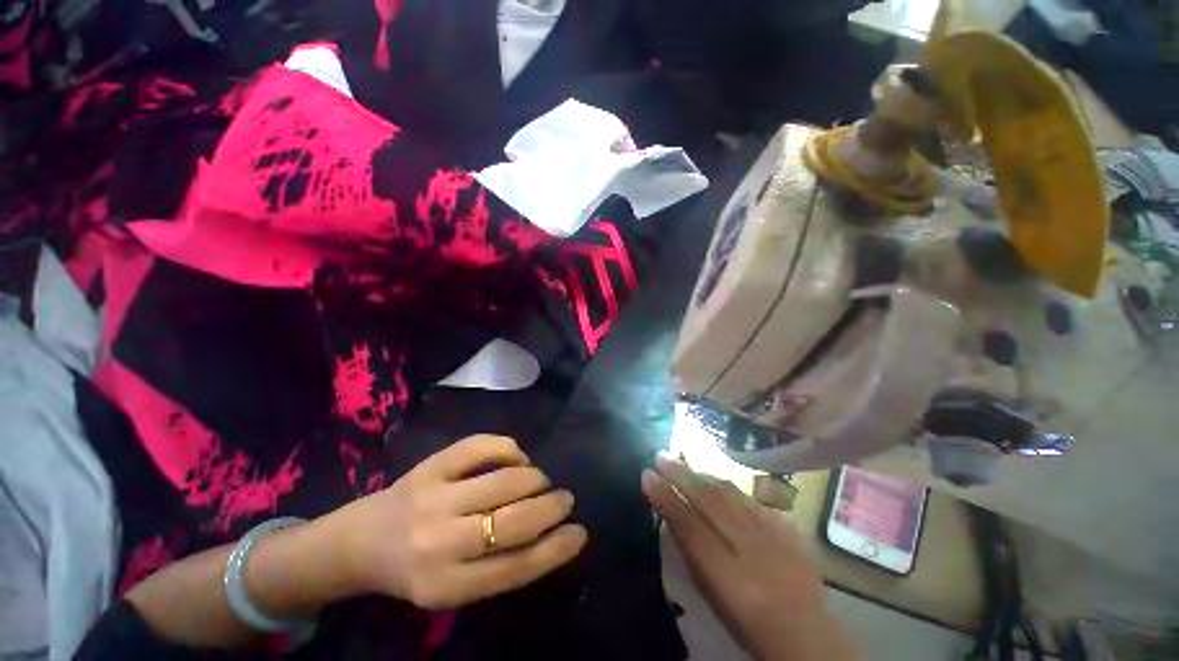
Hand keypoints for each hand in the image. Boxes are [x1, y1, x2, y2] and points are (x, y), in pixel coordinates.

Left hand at [323, 434, 586, 608]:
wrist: (360, 541)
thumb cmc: (414, 570)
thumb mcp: (454, 588)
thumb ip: (500, 567)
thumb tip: (552, 535)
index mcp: (446, 586)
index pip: (517, 566)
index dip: (556, 548)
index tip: (580, 532)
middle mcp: (439, 543)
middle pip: (515, 520)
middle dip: (551, 507)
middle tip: (565, 499)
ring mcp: (434, 497)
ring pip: (506, 479)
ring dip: (535, 478)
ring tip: (540, 481)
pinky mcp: (431, 465)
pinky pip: (484, 446)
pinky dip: (511, 449)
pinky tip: (516, 459)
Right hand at [642, 456, 854, 660]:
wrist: (803, 629)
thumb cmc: (745, 617)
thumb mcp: (710, 592)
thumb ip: (690, 551)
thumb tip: (668, 513)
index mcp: (727, 573)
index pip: (688, 523)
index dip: (665, 496)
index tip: (646, 475)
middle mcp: (750, 547)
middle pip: (709, 500)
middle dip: (681, 474)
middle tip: (660, 456)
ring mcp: (772, 534)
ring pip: (730, 493)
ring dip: (702, 475)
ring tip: (683, 462)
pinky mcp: (786, 527)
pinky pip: (751, 499)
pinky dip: (729, 488)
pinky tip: (716, 481)